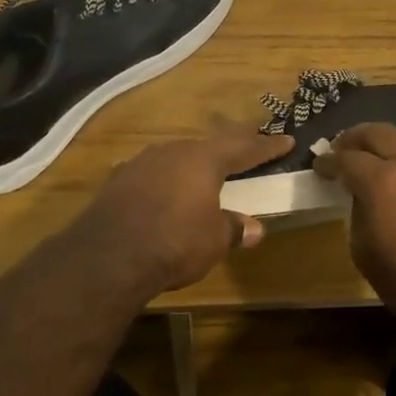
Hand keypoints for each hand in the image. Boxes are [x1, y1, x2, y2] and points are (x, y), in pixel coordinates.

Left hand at [69, 127, 293, 295]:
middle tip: (247, 150)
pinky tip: (165, 191)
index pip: (243, 148)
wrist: (109, 255)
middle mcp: (173, 152)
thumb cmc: (175, 241)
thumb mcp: (214, 239)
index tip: (286, 140)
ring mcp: (141, 163)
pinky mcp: (118, 182)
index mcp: (203, 159)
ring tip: (204, 173)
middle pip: (208, 146)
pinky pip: (152, 175)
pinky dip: (166, 181)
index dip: (267, 147)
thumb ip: (233, 228)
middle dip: (229, 150)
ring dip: (193, 165)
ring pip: (176, 158)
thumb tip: (253, 228)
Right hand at [314, 123, 395, 318]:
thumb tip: (362, 196)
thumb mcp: (365, 253)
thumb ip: (359, 214)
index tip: (319, 165)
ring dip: (389, 136)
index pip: (346, 159)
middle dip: (353, 138)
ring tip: (380, 152)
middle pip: (377, 132)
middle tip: (341, 150)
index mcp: (380, 183)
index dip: (328, 161)